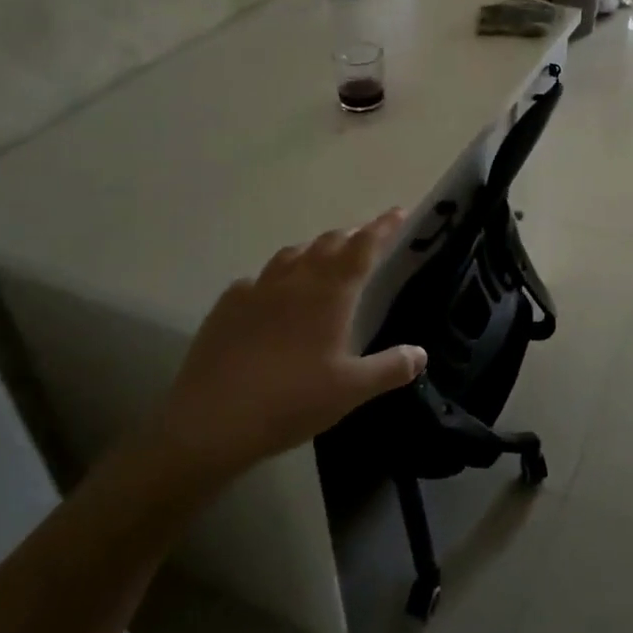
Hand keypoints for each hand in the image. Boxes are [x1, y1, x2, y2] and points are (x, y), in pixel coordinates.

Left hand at [147, 209, 426, 488]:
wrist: (212, 421)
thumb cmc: (292, 401)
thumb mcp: (351, 390)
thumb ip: (390, 368)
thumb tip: (420, 354)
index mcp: (330, 293)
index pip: (363, 247)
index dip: (383, 227)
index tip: (398, 212)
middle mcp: (295, 280)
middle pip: (328, 243)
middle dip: (351, 237)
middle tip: (365, 241)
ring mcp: (257, 289)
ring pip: (291, 254)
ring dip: (313, 251)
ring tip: (322, 260)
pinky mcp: (227, 306)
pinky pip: (258, 279)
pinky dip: (275, 278)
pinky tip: (272, 297)